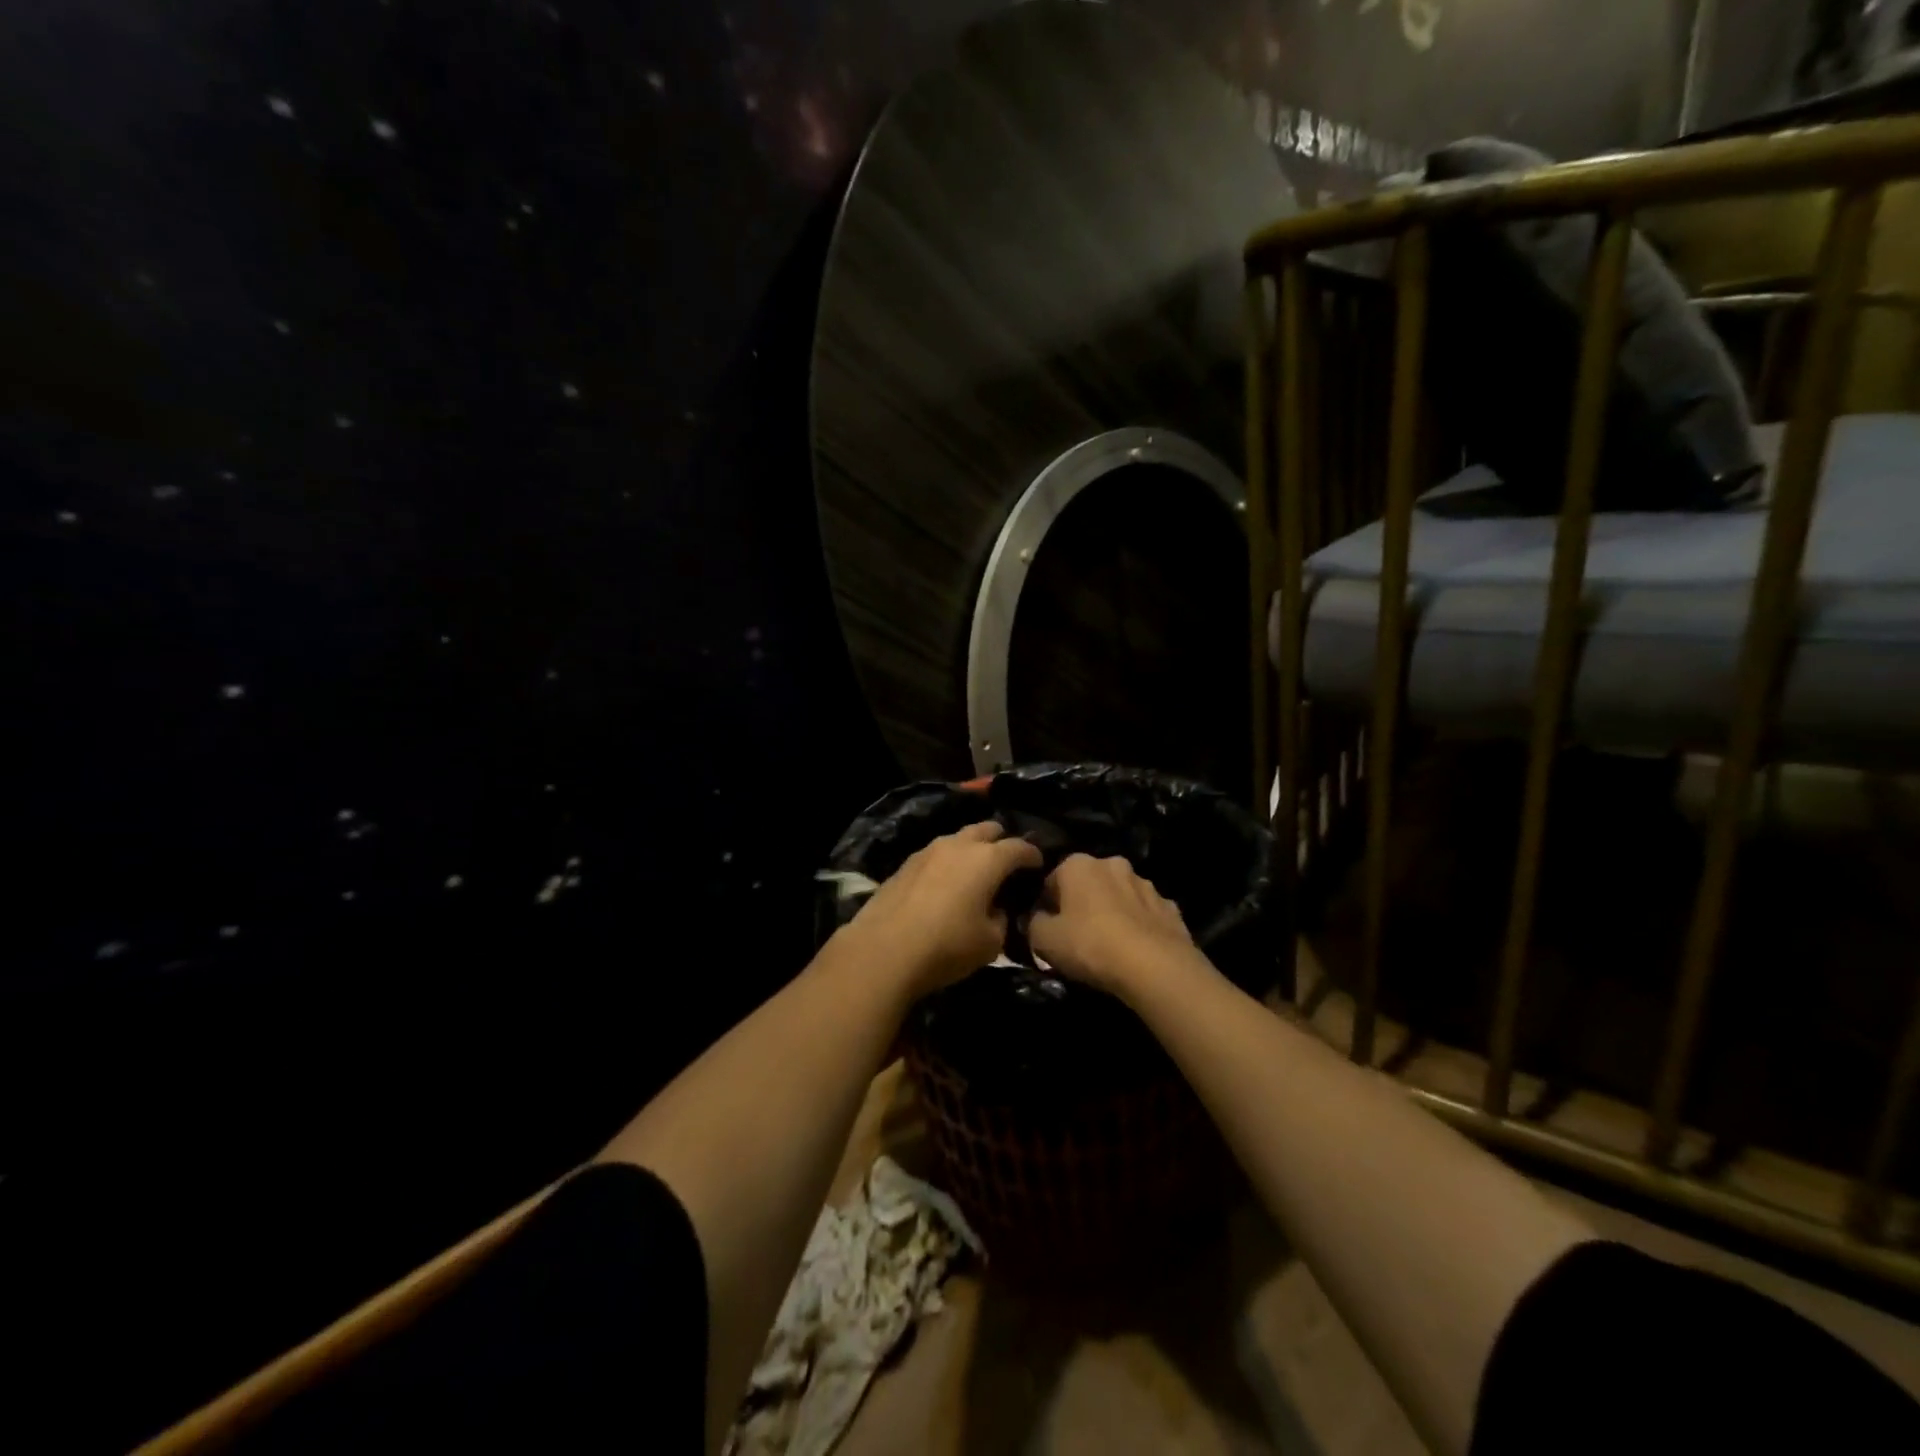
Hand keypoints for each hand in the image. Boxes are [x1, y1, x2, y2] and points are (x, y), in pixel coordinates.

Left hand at [835, 821, 1043, 998]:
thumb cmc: (947, 946)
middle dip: (1001, 841)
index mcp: (988, 859)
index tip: (1038, 865)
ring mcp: (928, 850)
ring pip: (958, 838)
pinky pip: (936, 853)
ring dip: (972, 849)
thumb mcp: (991, 942)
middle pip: (987, 829)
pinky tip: (946, 881)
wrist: (884, 950)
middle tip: (1007, 862)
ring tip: (975, 870)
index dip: (1033, 855)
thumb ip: (1001, 919)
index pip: (1019, 847)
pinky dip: (948, 861)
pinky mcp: (906, 864)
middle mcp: (959, 845)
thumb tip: (997, 909)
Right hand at [1027, 853, 1203, 999]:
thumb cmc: (1090, 945)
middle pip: (1088, 883)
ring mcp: (1146, 883)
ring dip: (1112, 911)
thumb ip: (1033, 923)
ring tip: (1109, 945)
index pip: (1051, 880)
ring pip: (1119, 895)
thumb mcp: (1044, 939)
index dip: (1046, 905)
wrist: (1154, 966)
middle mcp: (1112, 863)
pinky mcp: (1170, 907)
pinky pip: (1145, 914)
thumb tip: (1036, 919)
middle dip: (1082, 903)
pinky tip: (1136, 950)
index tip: (1047, 928)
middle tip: (1077, 936)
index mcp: (1077, 864)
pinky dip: (1139, 926)